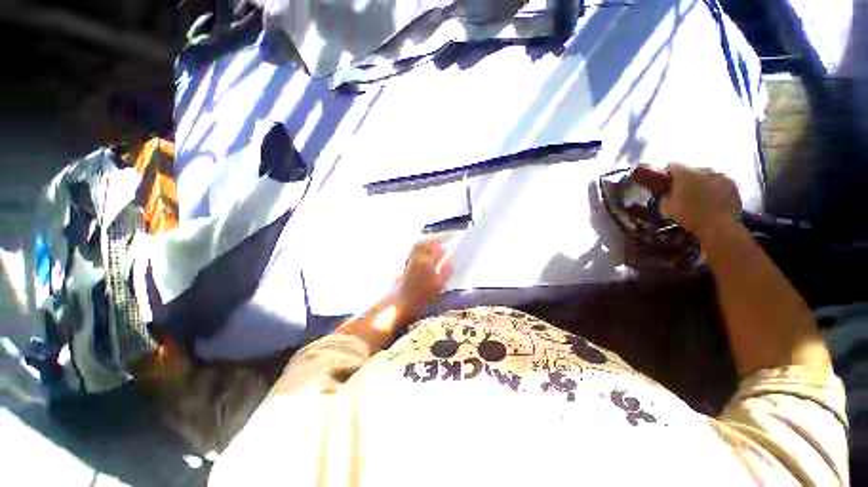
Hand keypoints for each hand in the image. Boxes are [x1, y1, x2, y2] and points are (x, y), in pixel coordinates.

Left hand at [394, 237, 453, 318]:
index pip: (437, 250)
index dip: (443, 246)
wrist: (402, 302)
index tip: (449, 245)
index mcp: (427, 262)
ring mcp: (411, 261)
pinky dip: (420, 248)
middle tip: (441, 240)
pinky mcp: (406, 265)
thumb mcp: (438, 285)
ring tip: (433, 244)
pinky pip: (414, 251)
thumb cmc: (422, 296)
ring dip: (426, 243)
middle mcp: (418, 258)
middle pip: (425, 244)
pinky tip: (424, 253)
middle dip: (433, 240)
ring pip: (418, 247)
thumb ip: (446, 271)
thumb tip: (451, 261)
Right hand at [660, 163, 741, 239]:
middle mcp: (704, 170)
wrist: (719, 226)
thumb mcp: (667, 207)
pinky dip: (714, 188)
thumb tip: (667, 192)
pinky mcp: (733, 184)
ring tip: (700, 197)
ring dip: (701, 183)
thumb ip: (665, 195)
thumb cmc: (690, 216)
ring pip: (706, 176)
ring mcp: (721, 176)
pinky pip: (719, 182)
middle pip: (691, 170)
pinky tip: (712, 200)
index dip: (668, 174)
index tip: (666, 183)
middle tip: (683, 192)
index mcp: (685, 174)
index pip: (672, 165)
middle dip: (686, 179)